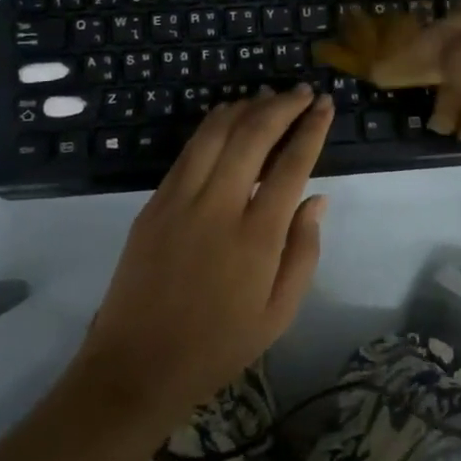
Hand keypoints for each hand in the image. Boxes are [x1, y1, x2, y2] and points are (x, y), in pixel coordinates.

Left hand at [73, 86, 333, 424]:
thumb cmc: (218, 346)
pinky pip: (188, 151)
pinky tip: (228, 120)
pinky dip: (213, 126)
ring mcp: (179, 200)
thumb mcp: (279, 313)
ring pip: (215, 133)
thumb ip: (303, 251)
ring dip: (245, 107)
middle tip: (301, 92)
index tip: (324, 105)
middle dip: (282, 106)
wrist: (136, 368)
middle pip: (253, 135)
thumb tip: (318, 199)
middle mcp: (218, 207)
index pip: (291, 164)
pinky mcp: (153, 203)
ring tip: (268, 96)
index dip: (311, 128)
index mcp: (256, 237)